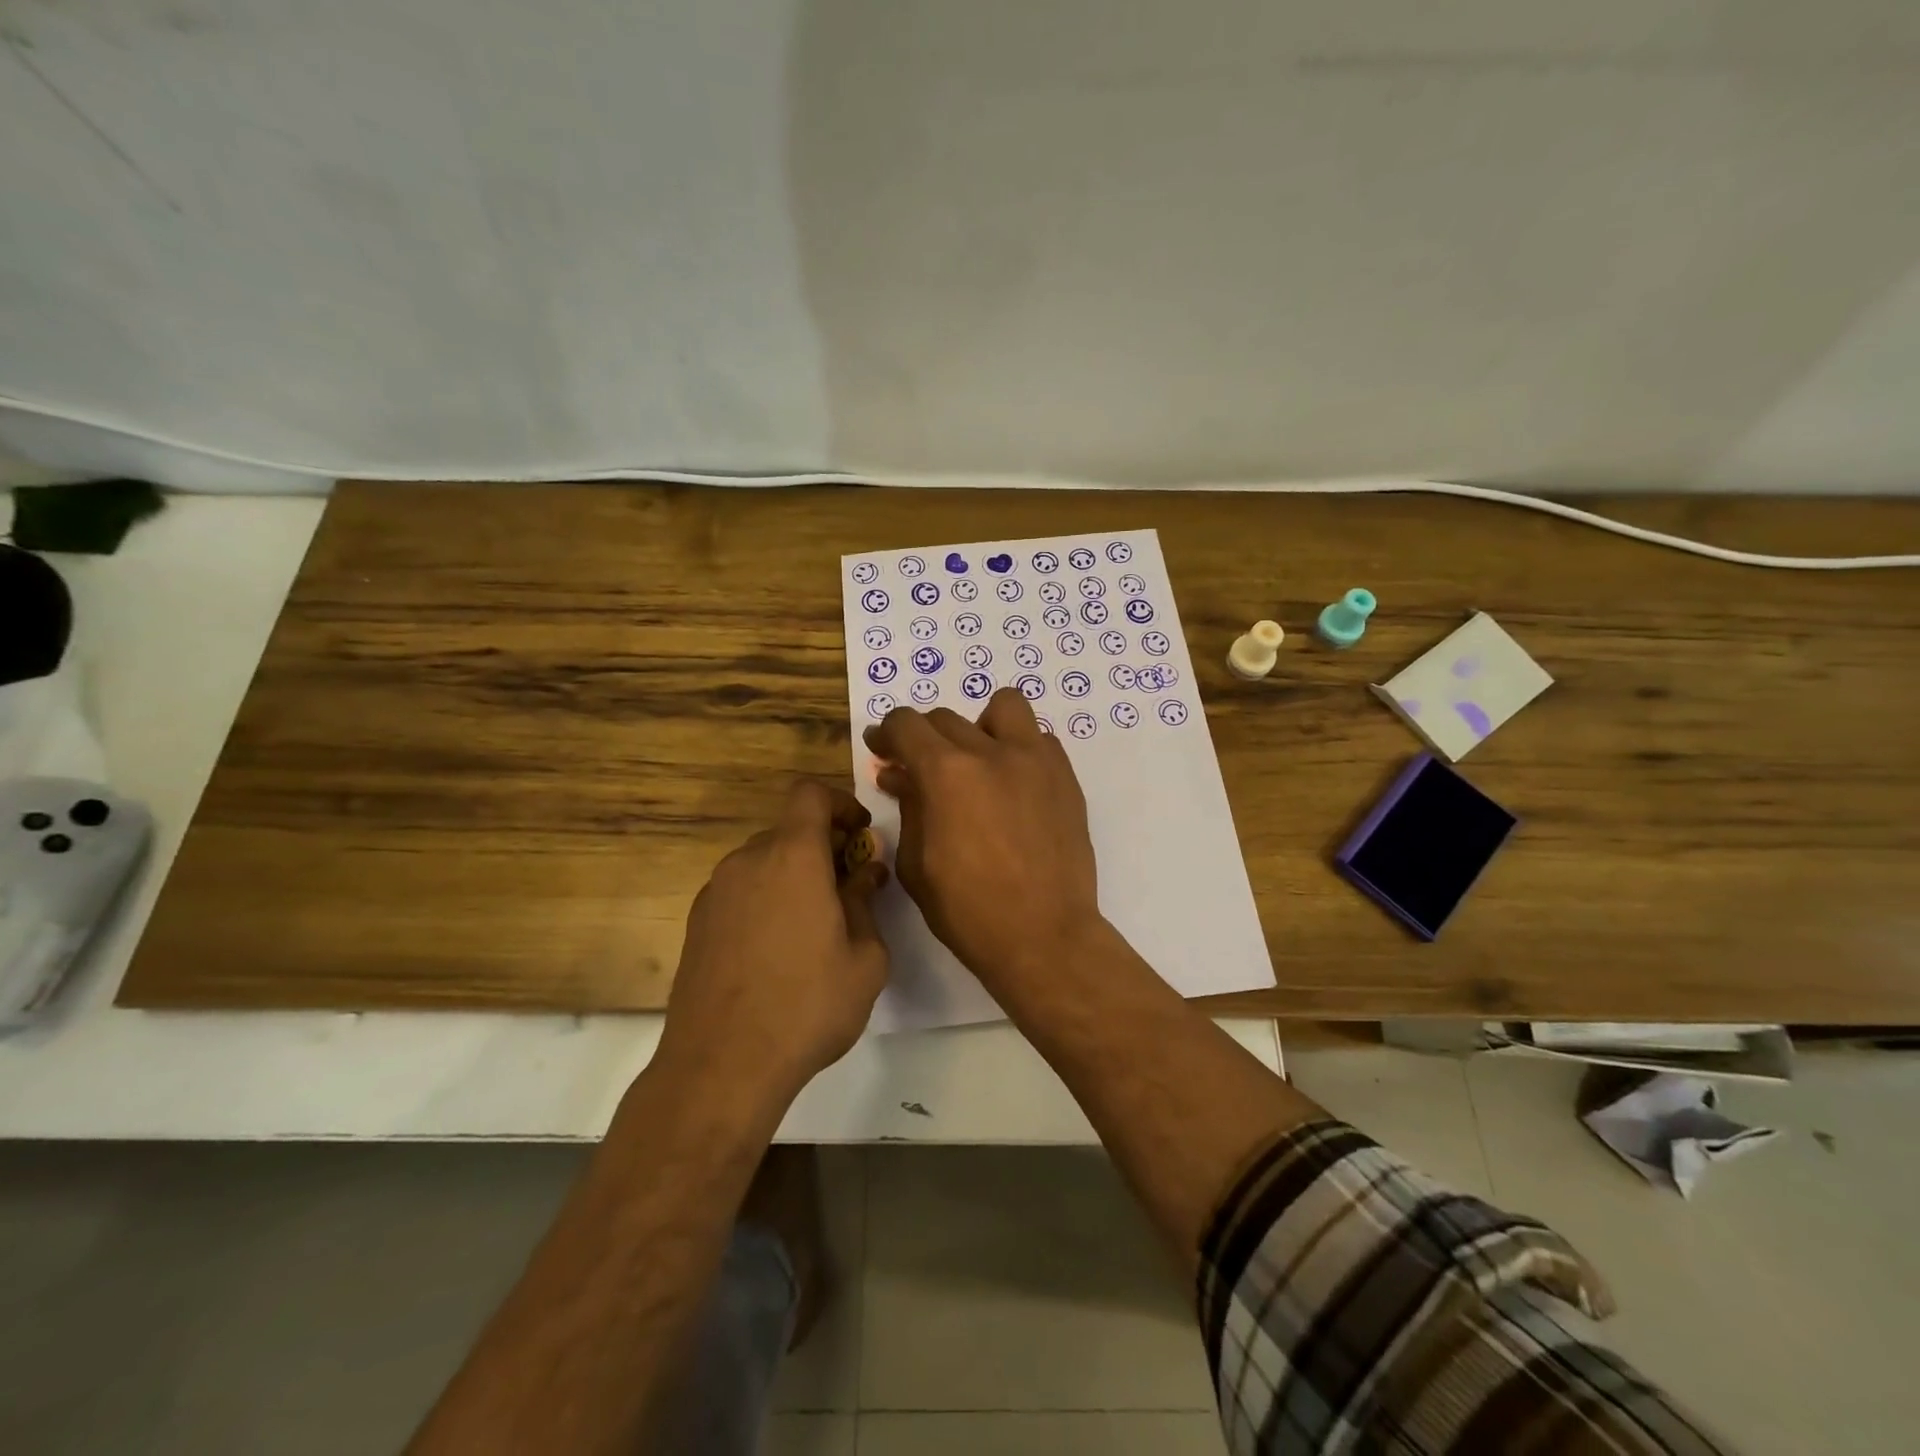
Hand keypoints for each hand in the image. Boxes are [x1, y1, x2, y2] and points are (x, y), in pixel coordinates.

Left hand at [658, 781, 889, 1101]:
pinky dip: (765, 898)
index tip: (860, 833)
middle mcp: (748, 861)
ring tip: (814, 924)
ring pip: (763, 861)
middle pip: (789, 830)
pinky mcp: (696, 922)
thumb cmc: (807, 1006)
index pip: (810, 794)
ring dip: (793, 875)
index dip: (840, 802)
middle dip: (823, 847)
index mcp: (792, 857)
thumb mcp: (865, 959)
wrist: (721, 1065)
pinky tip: (777, 949)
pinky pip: (740, 890)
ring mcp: (715, 891)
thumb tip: (864, 874)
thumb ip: (866, 903)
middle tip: (848, 887)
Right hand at [864, 690, 1102, 999]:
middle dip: (924, 737)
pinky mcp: (1066, 778)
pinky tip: (1012, 783)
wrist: (1044, 936)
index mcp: (947, 773)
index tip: (881, 747)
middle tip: (920, 767)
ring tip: (976, 759)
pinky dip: (1019, 749)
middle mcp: (992, 752)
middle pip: (947, 718)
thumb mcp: (917, 864)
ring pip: (1005, 707)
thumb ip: (908, 808)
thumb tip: (900, 776)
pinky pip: (1039, 740)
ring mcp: (1036, 760)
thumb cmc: (968, 911)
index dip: (887, 732)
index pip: (907, 725)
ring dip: (981, 725)